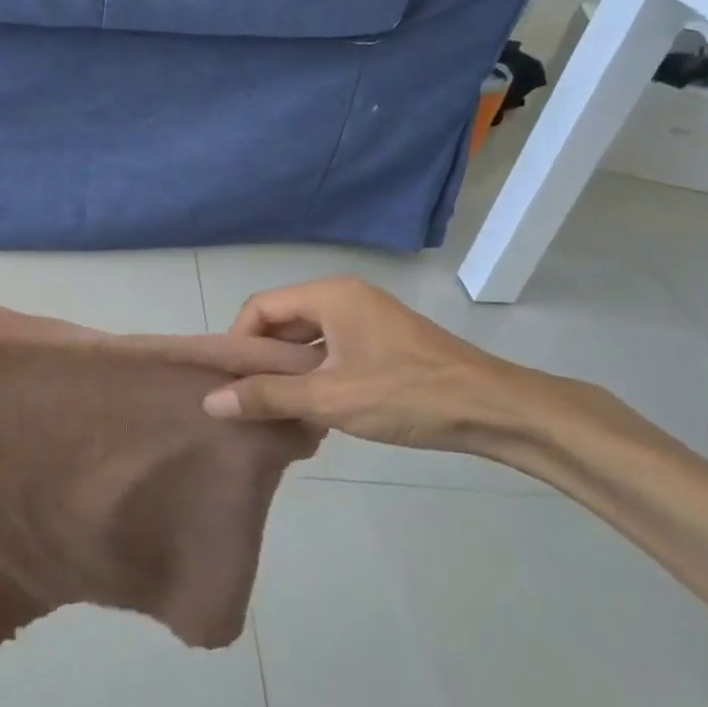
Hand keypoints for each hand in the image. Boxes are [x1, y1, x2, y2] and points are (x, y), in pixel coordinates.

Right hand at [201, 276, 543, 456]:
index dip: (238, 341)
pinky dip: (314, 374)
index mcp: (330, 295)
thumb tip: (210, 402)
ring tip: (275, 407)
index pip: (260, 307)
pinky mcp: (383, 343)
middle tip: (247, 397)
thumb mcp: (329, 398)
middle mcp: (346, 297)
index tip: (231, 381)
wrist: (497, 411)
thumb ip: (267, 397)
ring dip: (288, 370)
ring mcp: (368, 320)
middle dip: (261, 358)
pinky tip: (312, 409)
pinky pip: (331, 350)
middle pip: (283, 320)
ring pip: (307, 339)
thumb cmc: (407, 394)